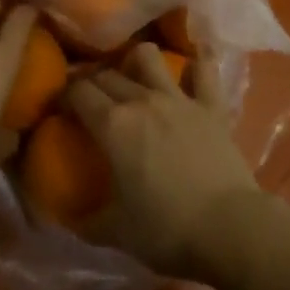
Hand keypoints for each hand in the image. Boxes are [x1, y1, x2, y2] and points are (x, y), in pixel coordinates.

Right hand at [65, 43, 262, 279]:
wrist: (229, 228)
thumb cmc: (166, 231)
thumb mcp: (116, 232)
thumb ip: (86, 220)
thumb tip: (67, 216)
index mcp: (113, 126)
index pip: (78, 92)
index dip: (64, 95)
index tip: (60, 107)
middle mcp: (142, 100)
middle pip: (107, 74)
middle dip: (93, 82)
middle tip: (90, 99)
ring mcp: (179, 98)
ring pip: (149, 56)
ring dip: (135, 61)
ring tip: (133, 77)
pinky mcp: (211, 105)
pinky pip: (204, 69)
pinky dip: (197, 61)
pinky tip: (193, 60)